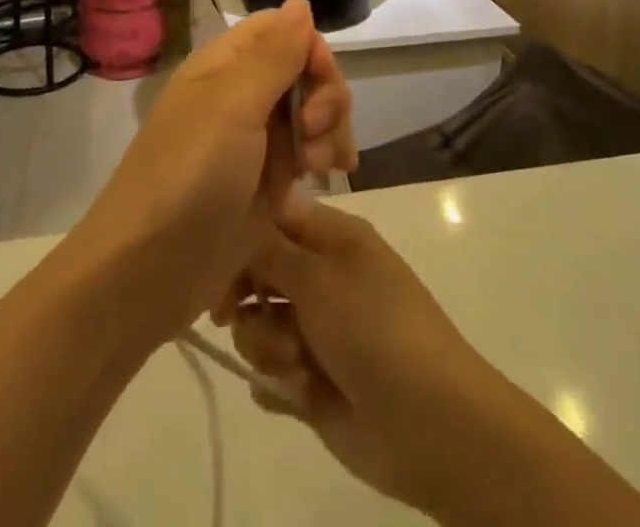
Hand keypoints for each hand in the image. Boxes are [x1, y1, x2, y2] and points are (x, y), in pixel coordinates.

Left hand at [71, 0, 355, 341]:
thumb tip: (300, 2)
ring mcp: (257, 140)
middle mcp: (242, 95)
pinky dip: (328, 155)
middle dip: (325, 95)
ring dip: (331, 128)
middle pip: (305, 69)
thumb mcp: (233, 105)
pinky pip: (311, 151)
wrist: (149, 272)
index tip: (319, 79)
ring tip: (323, 165)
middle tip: (315, 132)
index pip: (282, 30)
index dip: (310, 47)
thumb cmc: (190, 176)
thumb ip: (274, 53)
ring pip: (313, 109)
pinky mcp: (268, 182)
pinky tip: (334, 174)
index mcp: (226, 65)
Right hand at [223, 196, 504, 517]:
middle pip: (258, 272)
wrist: (425, 421)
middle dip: (246, 297)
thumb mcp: (318, 277)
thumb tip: (238, 224)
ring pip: (259, 326)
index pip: (273, 217)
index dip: (242, 234)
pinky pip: (270, 375)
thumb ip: (268, 251)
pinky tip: (299, 392)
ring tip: (296, 365)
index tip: (214, 259)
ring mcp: (317, 331)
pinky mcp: (312, 381)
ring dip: (267, 346)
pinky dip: (277, 383)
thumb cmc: (373, 328)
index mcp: (332, 238)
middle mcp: (322, 277)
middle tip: (233, 315)